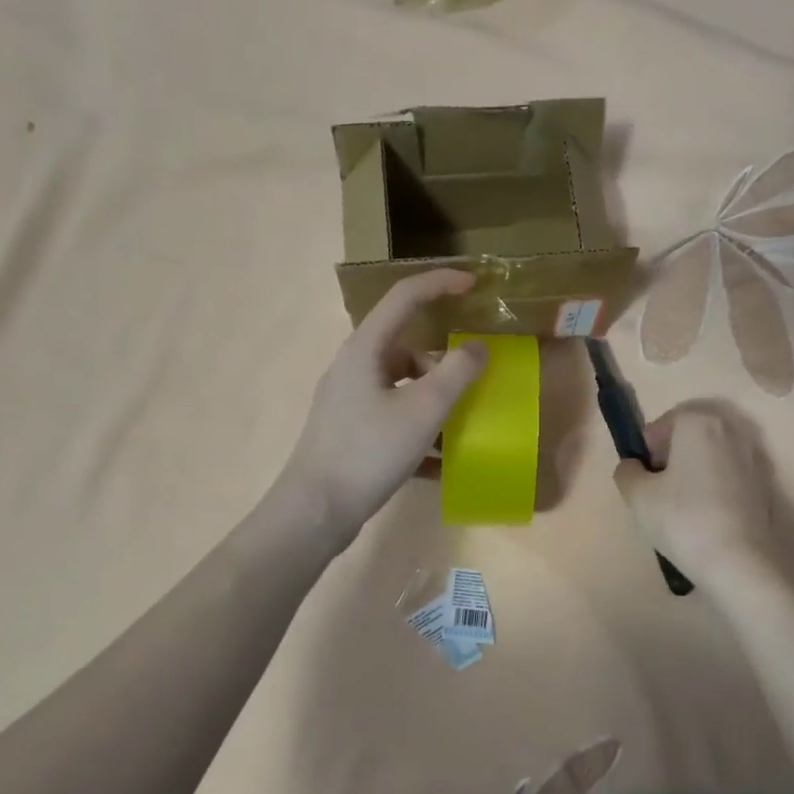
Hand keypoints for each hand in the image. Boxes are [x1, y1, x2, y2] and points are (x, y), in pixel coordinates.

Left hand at [279, 269, 485, 546]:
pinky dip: (419, 432)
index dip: (440, 283)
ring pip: (402, 387)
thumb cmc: (369, 451)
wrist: (316, 510)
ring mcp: (349, 401)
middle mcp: (354, 368)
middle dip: (444, 363)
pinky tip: (441, 463)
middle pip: (407, 348)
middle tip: (474, 382)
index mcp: (366, 349)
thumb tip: (477, 348)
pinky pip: (394, 419)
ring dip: (435, 402)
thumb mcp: (423, 411)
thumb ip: (456, 374)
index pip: (404, 297)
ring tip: (462, 428)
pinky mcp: (350, 432)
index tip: (475, 284)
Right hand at [613, 405, 777, 586]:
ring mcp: (753, 455)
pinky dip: (716, 484)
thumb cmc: (682, 518)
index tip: (644, 476)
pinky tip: (707, 513)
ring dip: (695, 468)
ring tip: (682, 502)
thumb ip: (628, 472)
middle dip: (672, 454)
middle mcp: (730, 429)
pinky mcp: (765, 482)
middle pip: (690, 434)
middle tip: (659, 487)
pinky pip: (730, 473)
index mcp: (698, 422)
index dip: (648, 449)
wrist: (737, 560)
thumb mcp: (638, 496)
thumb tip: (633, 467)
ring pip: (712, 454)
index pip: (663, 424)